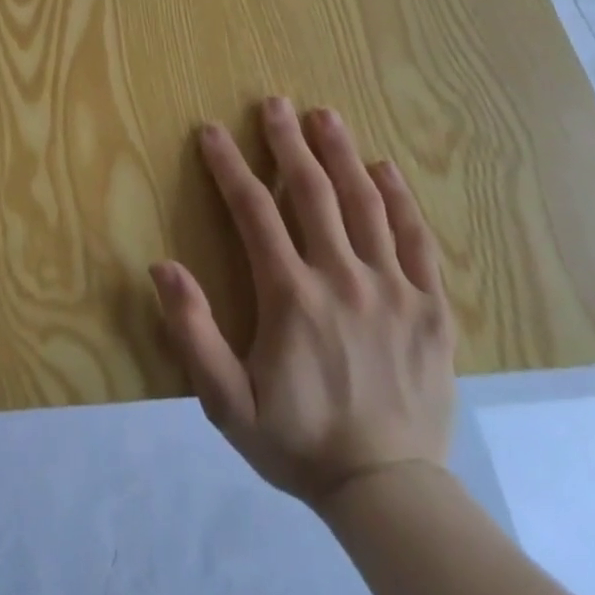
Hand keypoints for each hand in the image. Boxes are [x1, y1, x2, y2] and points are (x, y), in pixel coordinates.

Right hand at [151, 98, 455, 507]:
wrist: (389, 492)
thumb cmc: (297, 441)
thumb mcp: (226, 401)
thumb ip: (192, 332)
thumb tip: (162, 266)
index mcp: (291, 296)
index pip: (253, 211)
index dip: (229, 166)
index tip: (211, 131)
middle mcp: (343, 278)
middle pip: (312, 192)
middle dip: (288, 142)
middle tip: (275, 103)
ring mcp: (394, 290)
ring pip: (365, 204)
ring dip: (342, 154)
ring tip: (325, 116)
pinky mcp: (431, 308)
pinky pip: (416, 240)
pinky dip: (400, 199)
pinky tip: (385, 170)